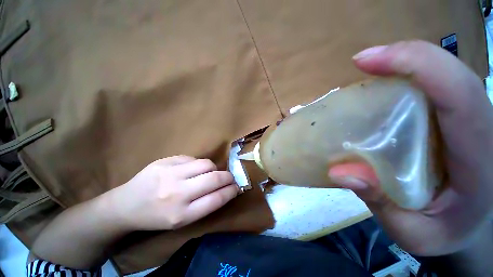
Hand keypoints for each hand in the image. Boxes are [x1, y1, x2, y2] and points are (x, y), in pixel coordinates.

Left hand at [107, 155, 238, 230]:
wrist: (125, 206)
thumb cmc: (157, 217)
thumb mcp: (182, 220)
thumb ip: (205, 204)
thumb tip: (226, 187)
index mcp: (181, 215)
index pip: (216, 199)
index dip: (231, 191)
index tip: (237, 187)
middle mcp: (176, 193)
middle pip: (213, 178)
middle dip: (227, 177)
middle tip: (230, 177)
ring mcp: (169, 174)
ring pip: (206, 164)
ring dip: (213, 168)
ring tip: (208, 173)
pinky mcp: (164, 161)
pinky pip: (192, 158)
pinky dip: (197, 164)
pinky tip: (190, 170)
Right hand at [329, 41, 492, 255]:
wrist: (470, 229)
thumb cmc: (445, 234)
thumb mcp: (412, 232)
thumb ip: (381, 203)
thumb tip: (340, 173)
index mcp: (479, 155)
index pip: (459, 92)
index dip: (415, 64)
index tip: (365, 60)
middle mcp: (477, 127)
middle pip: (450, 73)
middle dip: (405, 58)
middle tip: (362, 61)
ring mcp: (467, 121)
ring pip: (442, 76)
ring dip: (403, 66)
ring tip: (369, 70)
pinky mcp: (453, 121)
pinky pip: (433, 89)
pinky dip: (407, 80)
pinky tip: (382, 88)